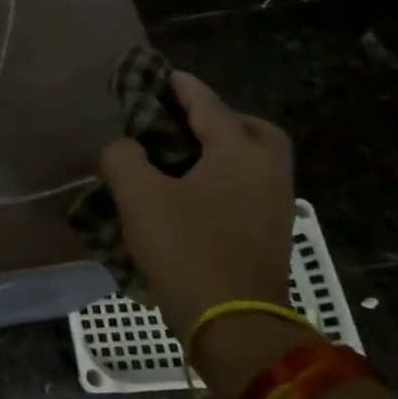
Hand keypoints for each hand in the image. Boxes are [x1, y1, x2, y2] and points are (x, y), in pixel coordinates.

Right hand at [98, 71, 296, 353]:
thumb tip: (126, 147)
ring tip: (177, 157)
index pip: (208, 105)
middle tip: (182, 122)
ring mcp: (274, 205)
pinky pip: (248, 187)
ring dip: (221, 150)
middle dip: (219, 118)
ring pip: (253, 160)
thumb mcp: (138, 196)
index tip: (162, 74)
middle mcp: (267, 171)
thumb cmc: (187, 248)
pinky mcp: (268, 233)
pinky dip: (223, 177)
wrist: (233, 324)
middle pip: (251, 129)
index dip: (181, 87)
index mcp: (239, 152)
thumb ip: (123, 157)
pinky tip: (189, 193)